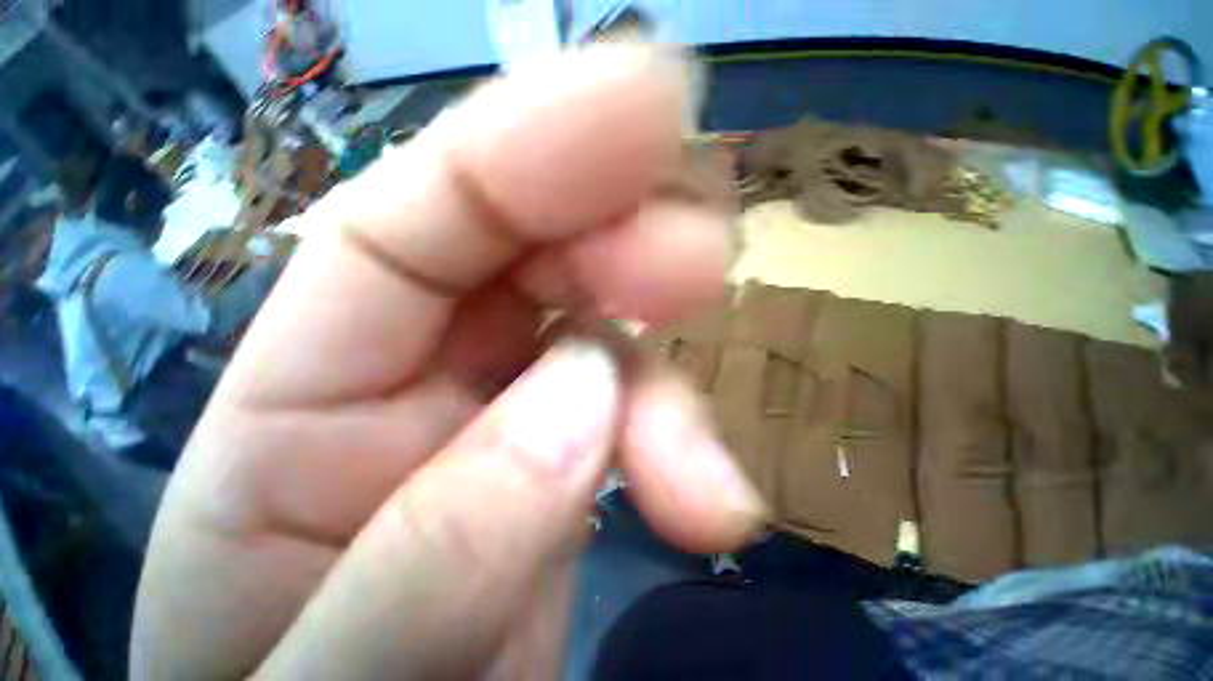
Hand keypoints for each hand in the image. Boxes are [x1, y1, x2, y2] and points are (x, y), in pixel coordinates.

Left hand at [131, 46, 766, 679]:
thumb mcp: (320, 668)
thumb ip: (431, 543)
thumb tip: (582, 398)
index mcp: (297, 406)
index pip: (416, 216)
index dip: (534, 141)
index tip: (648, 94)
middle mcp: (413, 386)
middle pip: (531, 251)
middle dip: (627, 230)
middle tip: (709, 248)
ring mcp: (505, 424)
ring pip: (604, 334)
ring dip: (669, 365)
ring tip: (714, 455)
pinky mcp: (564, 472)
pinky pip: (633, 411)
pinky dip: (680, 437)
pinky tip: (715, 502)